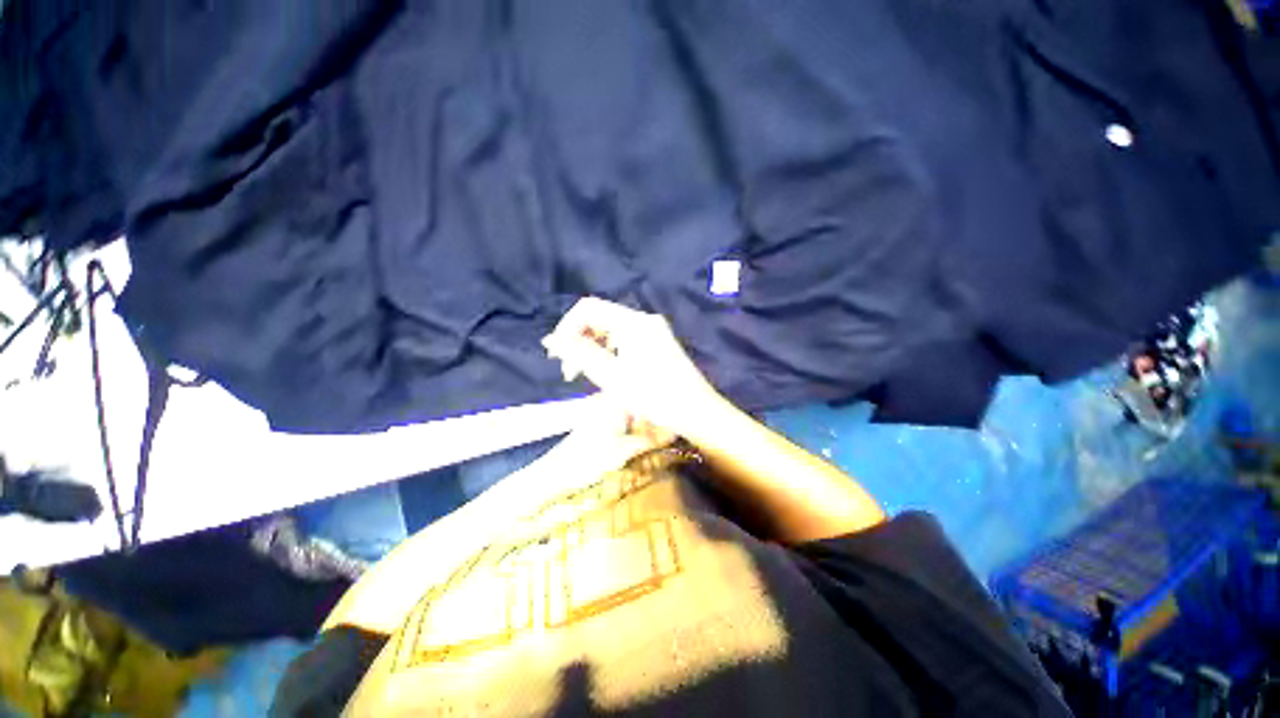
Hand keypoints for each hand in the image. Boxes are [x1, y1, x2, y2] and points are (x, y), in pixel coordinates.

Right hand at [542, 297, 725, 439]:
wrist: (697, 411)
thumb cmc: (655, 396)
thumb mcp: (612, 377)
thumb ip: (580, 354)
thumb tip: (551, 340)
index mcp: (633, 322)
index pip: (588, 308)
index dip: (567, 327)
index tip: (557, 354)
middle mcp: (643, 319)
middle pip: (600, 318)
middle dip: (579, 339)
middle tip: (569, 371)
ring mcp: (653, 330)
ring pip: (611, 330)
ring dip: (592, 347)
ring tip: (583, 374)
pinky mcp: (657, 342)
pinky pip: (625, 339)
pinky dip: (609, 351)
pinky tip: (605, 371)